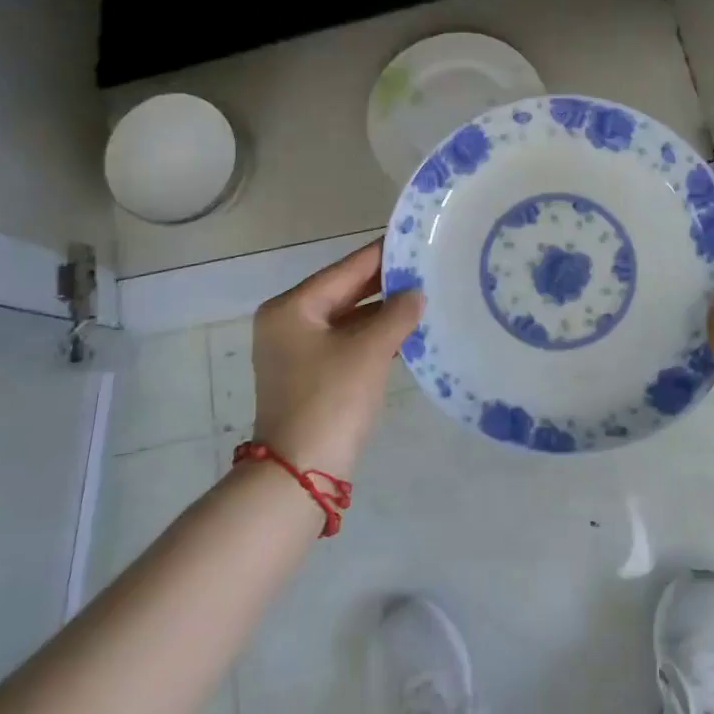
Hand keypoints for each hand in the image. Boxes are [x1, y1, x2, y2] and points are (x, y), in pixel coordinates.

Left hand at [250, 241, 422, 475]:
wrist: (299, 475)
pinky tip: (406, 331)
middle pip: (344, 292)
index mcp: (292, 308)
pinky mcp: (310, 376)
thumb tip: (416, 294)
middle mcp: (288, 323)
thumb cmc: (331, 400)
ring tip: (424, 295)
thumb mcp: (369, 351)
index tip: (412, 238)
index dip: (381, 255)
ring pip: (347, 319)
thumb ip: (397, 315)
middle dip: (385, 284)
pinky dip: (373, 337)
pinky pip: (346, 343)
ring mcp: (297, 352)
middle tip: (425, 266)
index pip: (345, 270)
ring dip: (382, 312)